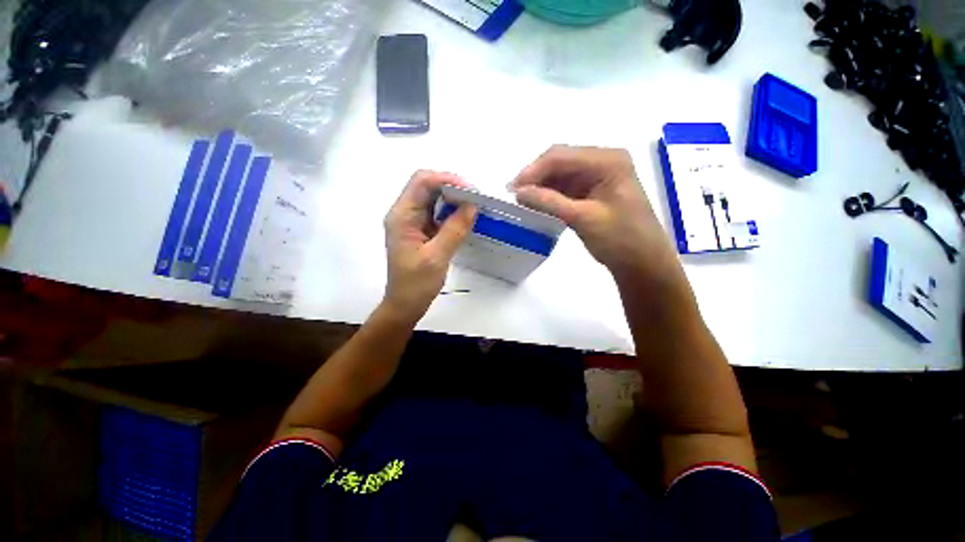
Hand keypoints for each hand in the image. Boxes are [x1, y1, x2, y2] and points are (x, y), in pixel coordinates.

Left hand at [383, 171, 476, 319]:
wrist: (405, 304)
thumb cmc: (416, 284)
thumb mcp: (437, 256)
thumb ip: (455, 229)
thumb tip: (473, 205)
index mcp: (402, 216)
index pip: (422, 182)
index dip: (447, 179)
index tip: (471, 190)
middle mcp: (404, 213)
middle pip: (427, 186)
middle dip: (452, 187)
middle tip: (475, 198)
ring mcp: (412, 222)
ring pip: (433, 198)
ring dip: (453, 199)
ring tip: (473, 206)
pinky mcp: (420, 230)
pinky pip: (436, 213)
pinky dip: (451, 211)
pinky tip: (464, 218)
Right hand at [509, 146, 678, 281]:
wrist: (641, 262)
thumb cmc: (620, 239)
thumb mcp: (582, 218)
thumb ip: (549, 202)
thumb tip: (518, 192)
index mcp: (607, 161)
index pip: (561, 156)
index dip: (533, 170)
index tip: (512, 189)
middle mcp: (602, 162)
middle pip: (559, 162)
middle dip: (535, 177)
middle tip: (514, 195)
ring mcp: (597, 177)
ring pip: (560, 175)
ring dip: (541, 187)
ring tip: (522, 201)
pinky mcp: (592, 192)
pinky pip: (565, 188)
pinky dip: (550, 196)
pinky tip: (537, 204)